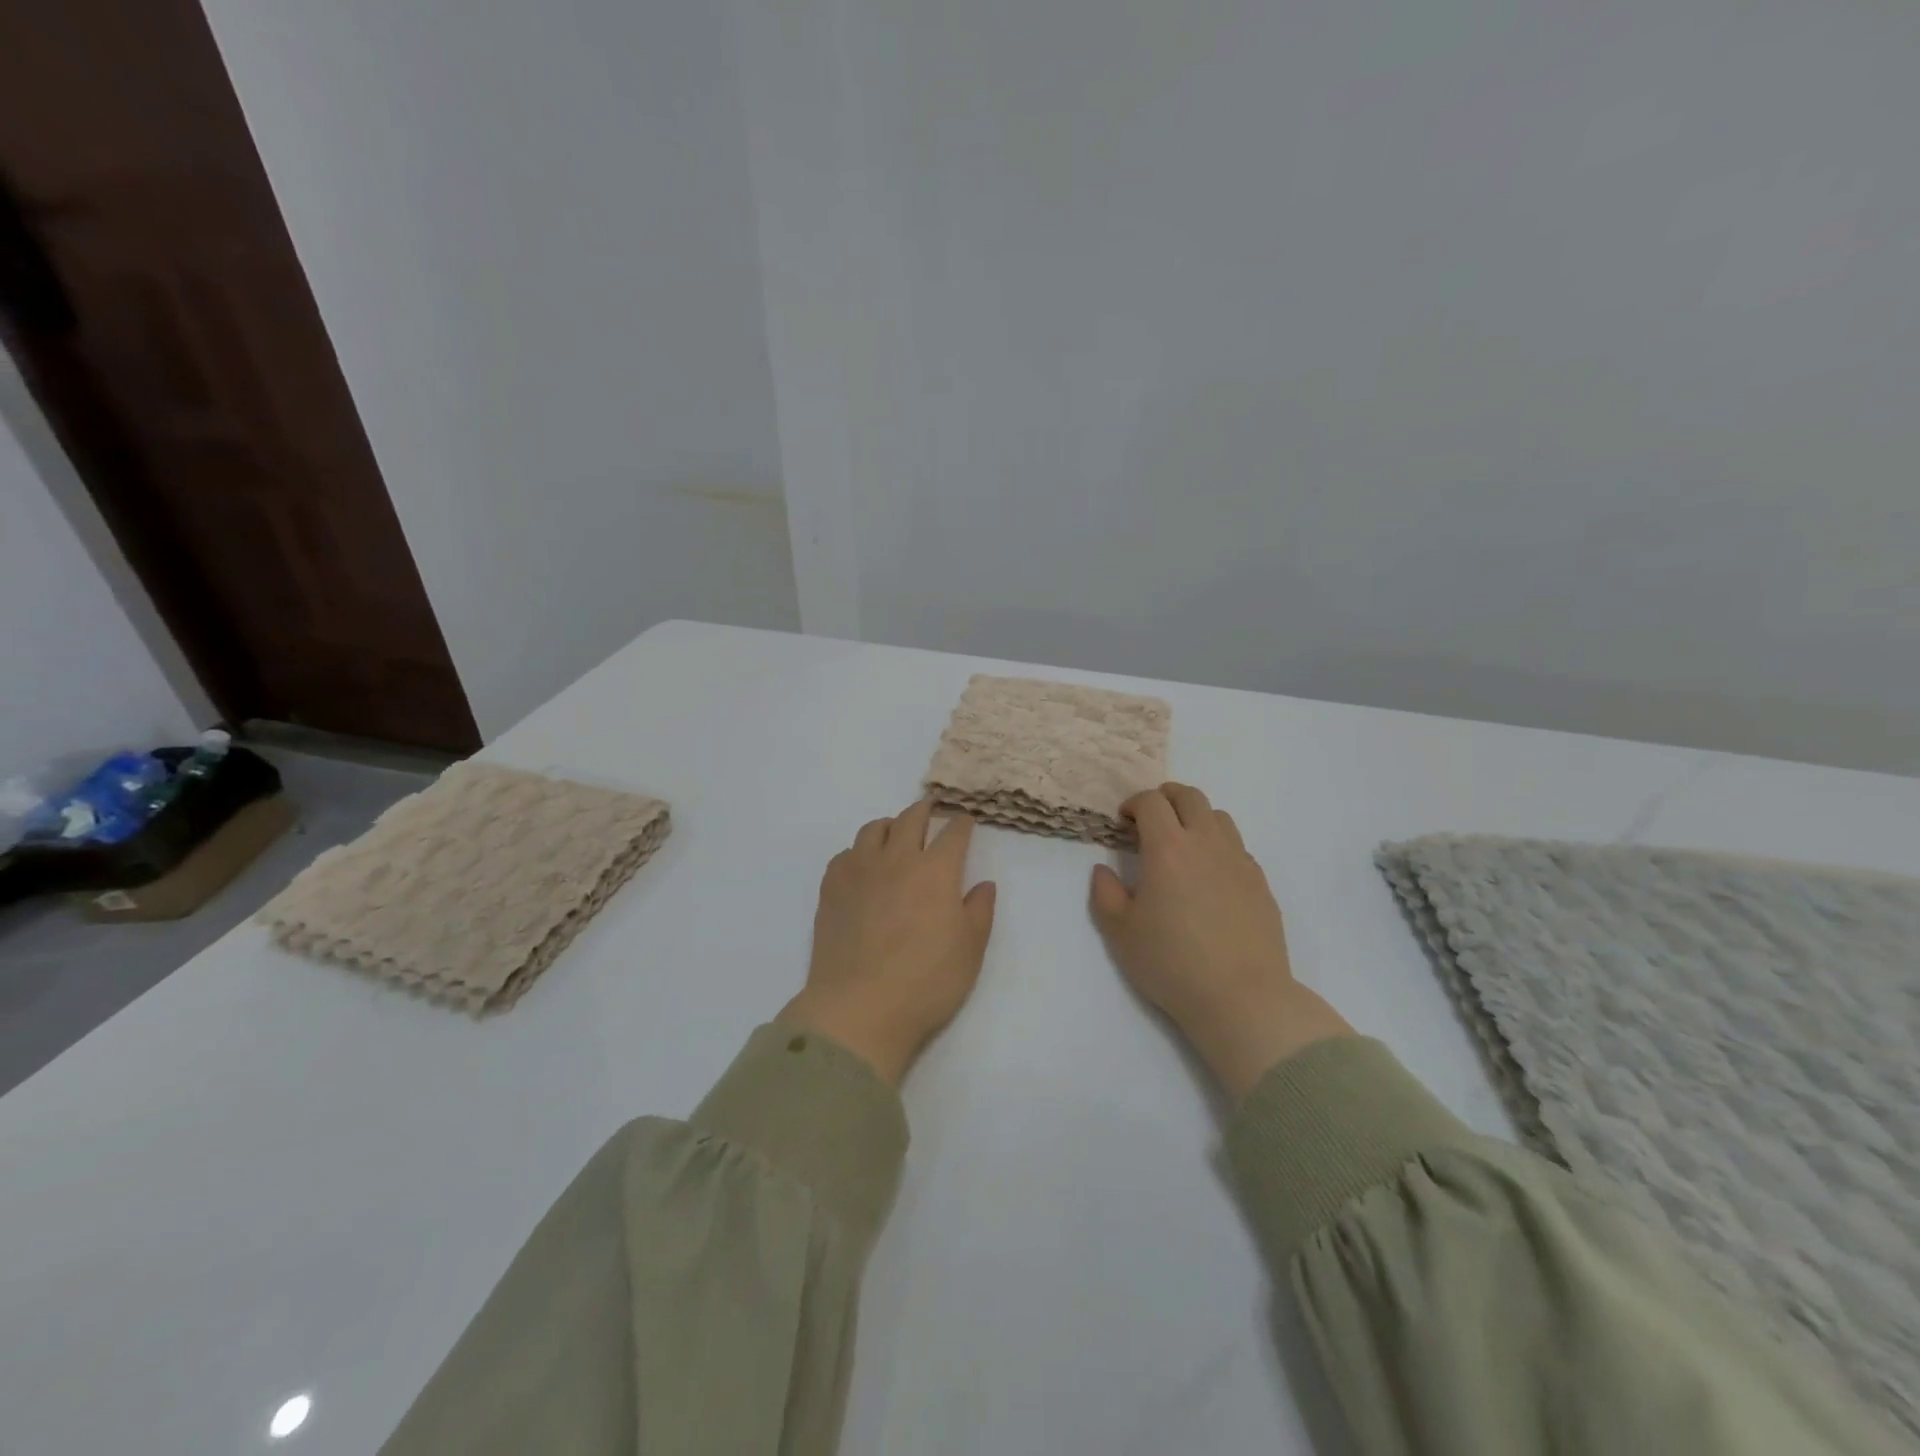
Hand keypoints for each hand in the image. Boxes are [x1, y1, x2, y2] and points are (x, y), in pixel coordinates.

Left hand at [782, 798, 997, 1085]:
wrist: (860, 1007)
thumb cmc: (926, 981)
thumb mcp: (970, 950)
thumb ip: (979, 911)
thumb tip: (982, 884)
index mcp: (936, 870)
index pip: (953, 833)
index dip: (962, 824)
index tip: (965, 821)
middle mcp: (897, 859)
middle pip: (911, 819)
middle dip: (925, 810)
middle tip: (930, 810)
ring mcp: (859, 870)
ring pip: (873, 829)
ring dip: (889, 825)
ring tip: (894, 833)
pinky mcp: (831, 888)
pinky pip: (845, 854)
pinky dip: (859, 852)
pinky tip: (862, 867)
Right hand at [1090, 783, 1351, 1101]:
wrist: (1241, 997)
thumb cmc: (1172, 963)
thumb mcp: (1120, 932)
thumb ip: (1105, 894)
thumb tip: (1103, 870)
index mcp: (1168, 848)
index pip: (1151, 802)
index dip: (1134, 803)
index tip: (1124, 822)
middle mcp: (1206, 843)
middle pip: (1190, 796)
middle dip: (1166, 798)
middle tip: (1150, 820)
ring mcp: (1239, 860)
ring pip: (1219, 817)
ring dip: (1195, 818)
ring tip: (1182, 844)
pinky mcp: (1260, 882)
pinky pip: (1238, 847)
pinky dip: (1219, 846)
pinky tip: (1210, 877)